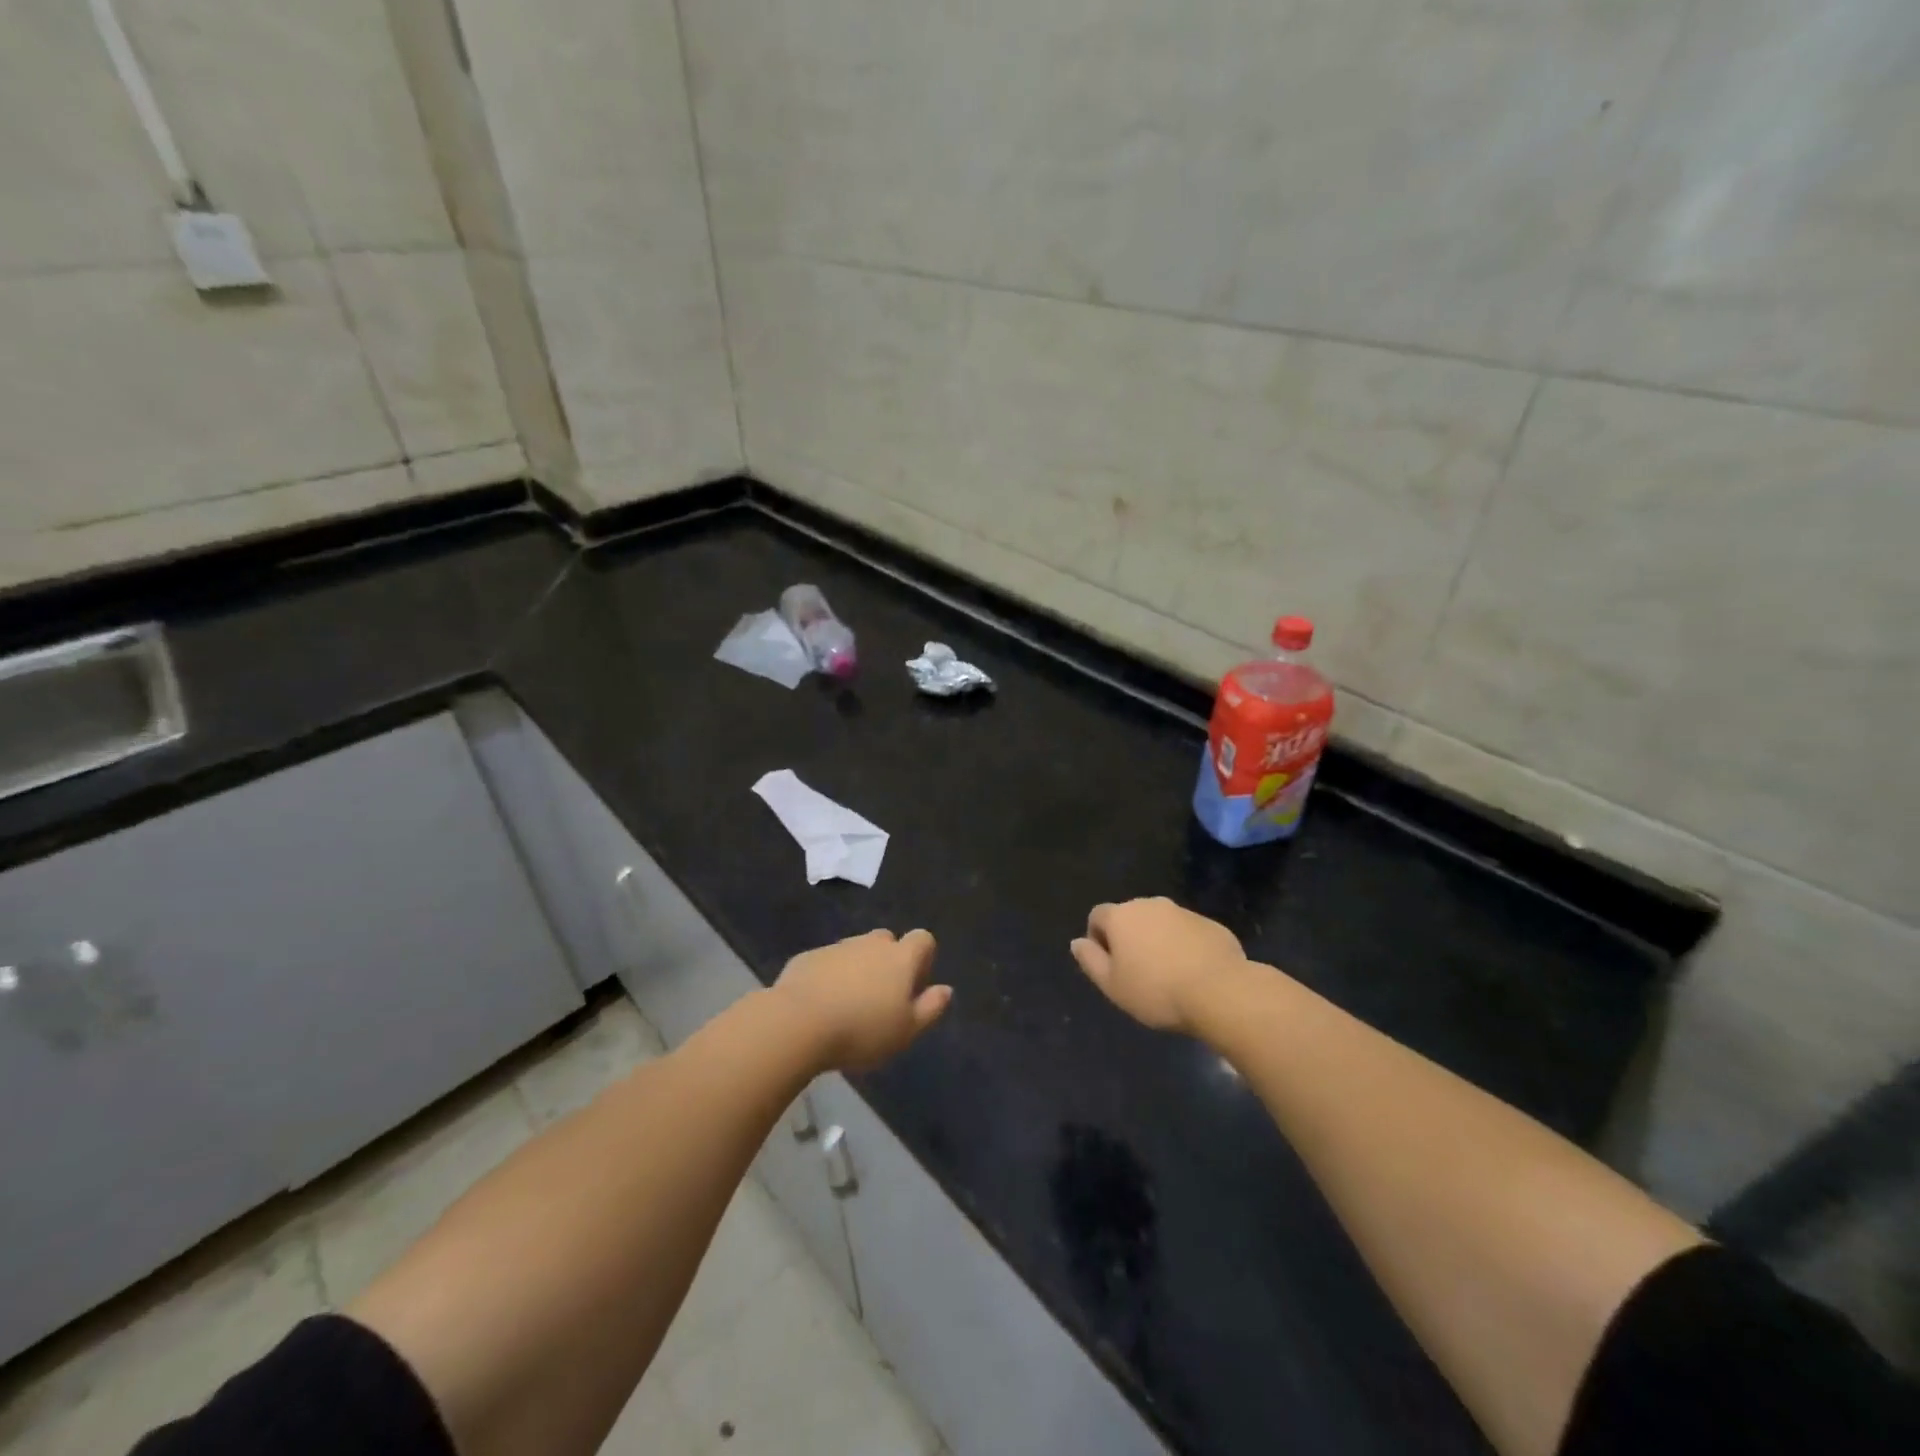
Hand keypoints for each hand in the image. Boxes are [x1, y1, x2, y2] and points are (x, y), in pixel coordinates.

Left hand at [775, 929, 951, 1070]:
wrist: (798, 1023)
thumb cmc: (862, 1030)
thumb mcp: (906, 1030)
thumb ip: (930, 1008)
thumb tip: (946, 990)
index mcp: (900, 958)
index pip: (923, 939)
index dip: (923, 958)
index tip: (914, 986)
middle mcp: (870, 944)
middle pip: (887, 941)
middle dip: (888, 961)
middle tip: (881, 998)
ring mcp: (837, 947)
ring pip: (855, 951)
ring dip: (858, 969)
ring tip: (849, 1005)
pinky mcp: (807, 957)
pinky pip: (827, 962)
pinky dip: (829, 977)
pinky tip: (821, 1005)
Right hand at [1070, 897, 1247, 1033]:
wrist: (1220, 991)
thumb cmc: (1156, 991)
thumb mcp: (1112, 985)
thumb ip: (1090, 960)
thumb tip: (1077, 942)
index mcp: (1122, 916)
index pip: (1097, 915)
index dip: (1097, 938)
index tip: (1109, 966)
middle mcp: (1150, 904)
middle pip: (1130, 917)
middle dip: (1129, 938)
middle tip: (1137, 972)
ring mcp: (1183, 911)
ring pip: (1160, 923)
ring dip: (1157, 941)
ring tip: (1167, 975)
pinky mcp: (1210, 924)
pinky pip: (1187, 932)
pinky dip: (1184, 946)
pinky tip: (1193, 973)